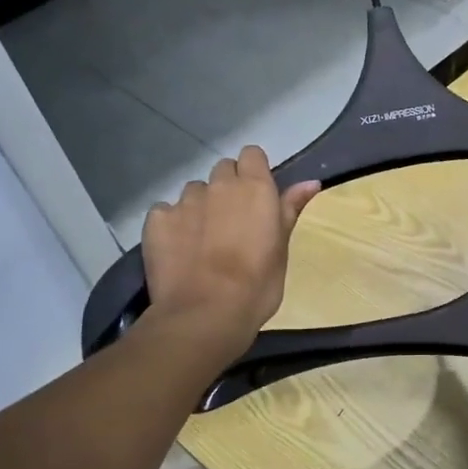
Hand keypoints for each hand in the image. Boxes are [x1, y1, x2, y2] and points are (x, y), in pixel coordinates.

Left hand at [140, 147, 318, 356]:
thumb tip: (311, 182)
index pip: (252, 155)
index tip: (258, 197)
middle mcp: (219, 186)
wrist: (206, 313)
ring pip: (194, 191)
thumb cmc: (257, 285)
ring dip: (201, 206)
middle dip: (228, 188)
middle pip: (223, 169)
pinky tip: (179, 249)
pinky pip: (165, 211)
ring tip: (204, 240)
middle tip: (234, 222)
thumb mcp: (282, 249)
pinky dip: (173, 224)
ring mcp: (184, 201)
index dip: (255, 171)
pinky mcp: (157, 220)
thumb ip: (290, 209)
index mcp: (255, 188)